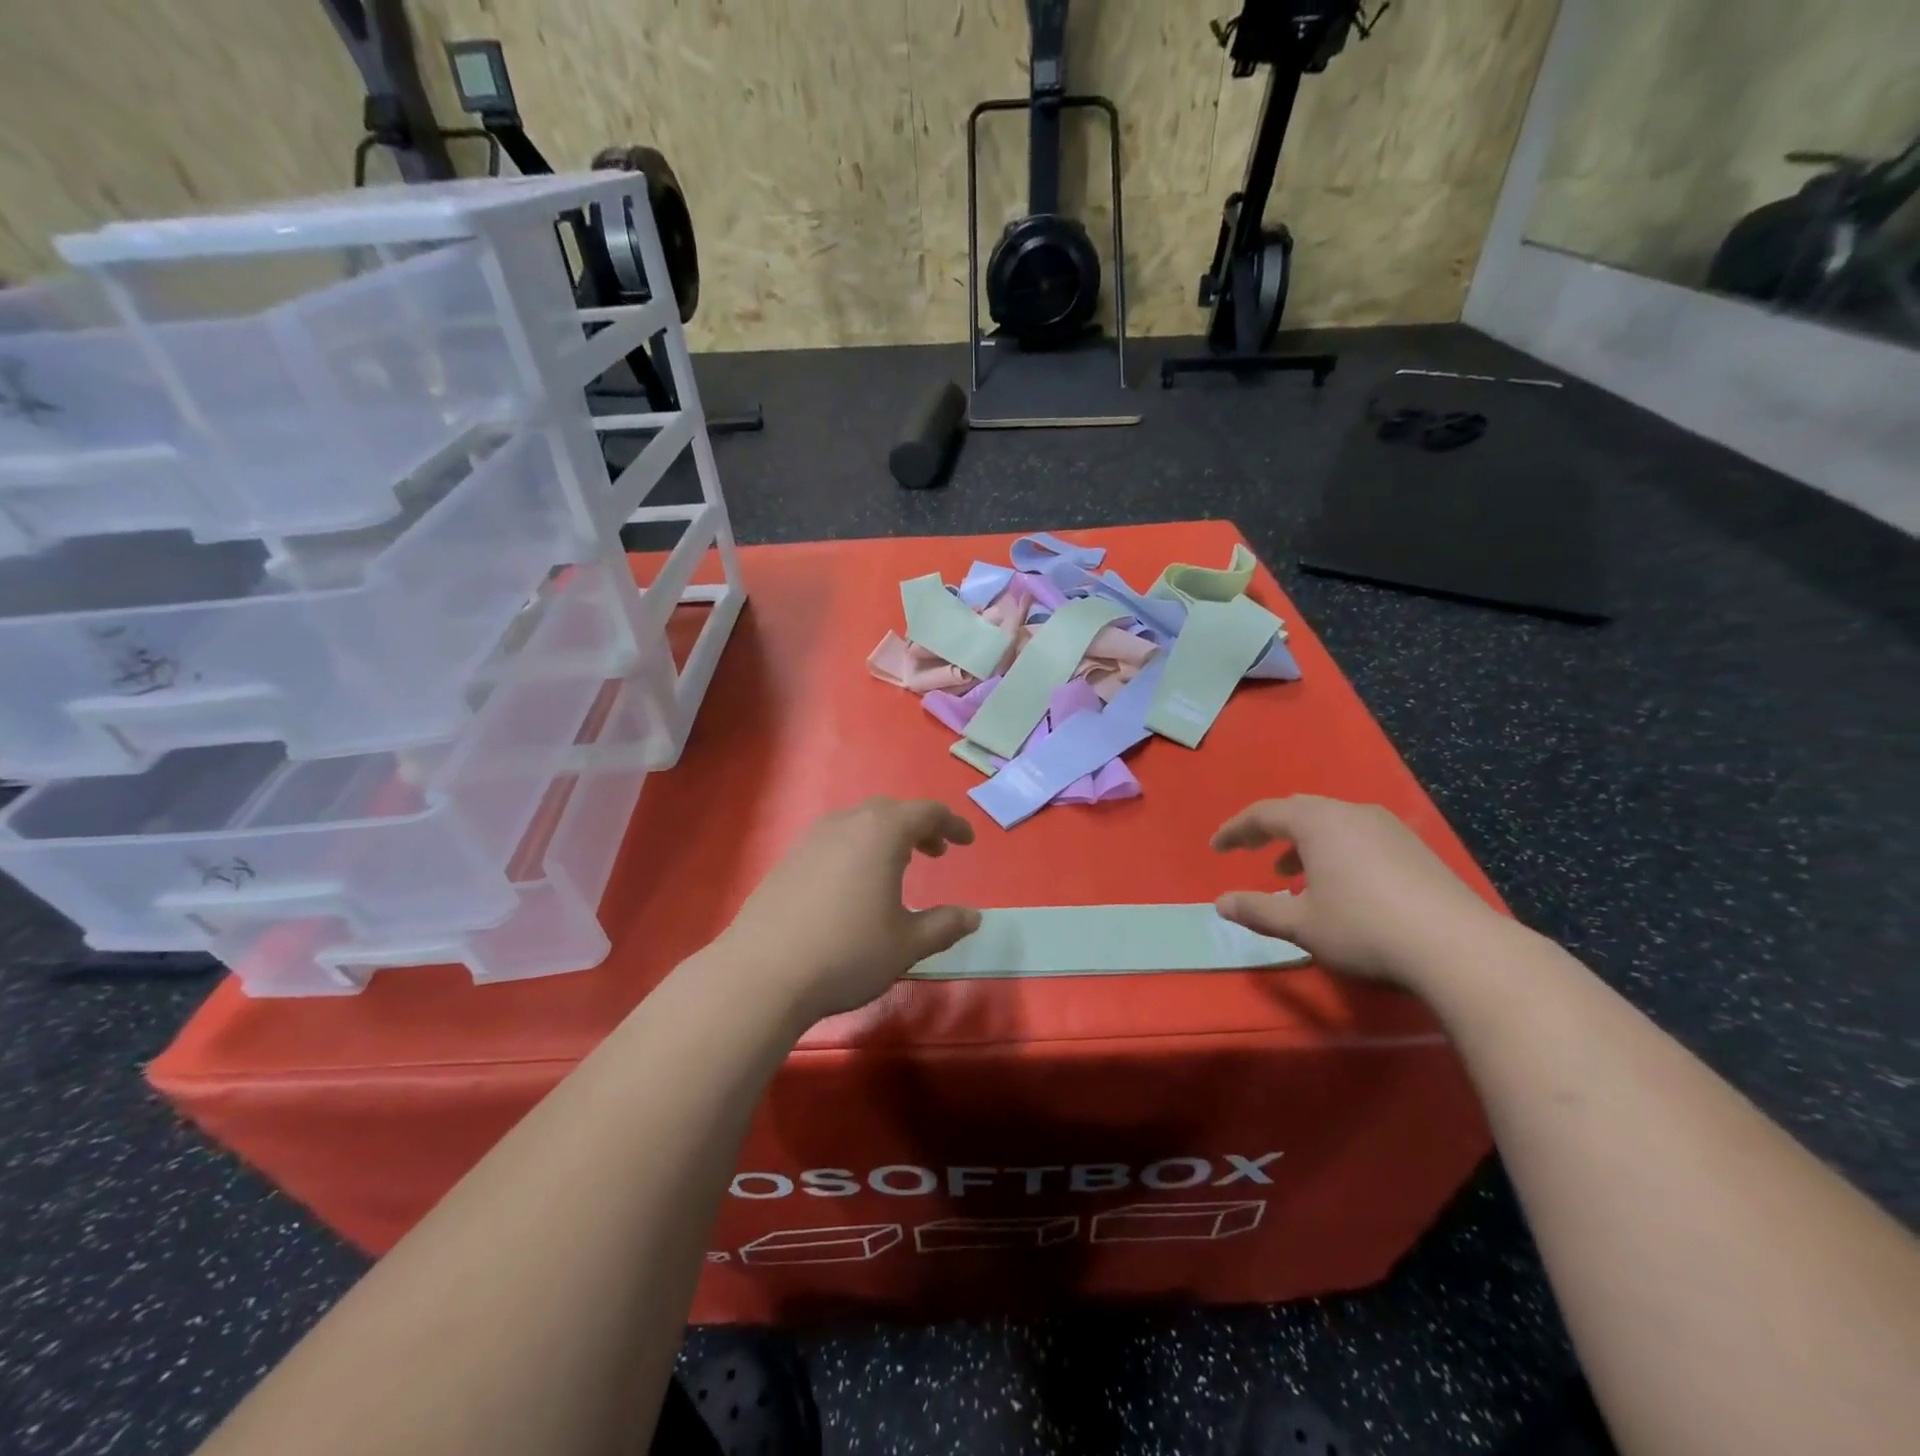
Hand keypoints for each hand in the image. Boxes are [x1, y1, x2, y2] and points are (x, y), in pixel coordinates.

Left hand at [721, 797, 981, 1020]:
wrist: (762, 974)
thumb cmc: (848, 953)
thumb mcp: (907, 944)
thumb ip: (944, 926)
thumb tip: (973, 917)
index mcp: (881, 832)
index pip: (927, 812)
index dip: (952, 824)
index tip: (967, 842)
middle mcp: (846, 824)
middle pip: (891, 811)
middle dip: (919, 827)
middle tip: (936, 852)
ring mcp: (812, 839)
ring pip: (859, 822)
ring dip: (886, 836)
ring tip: (898, 865)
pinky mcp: (788, 859)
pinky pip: (834, 839)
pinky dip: (857, 847)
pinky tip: (854, 883)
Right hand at [1211, 795, 1504, 989]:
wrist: (1459, 948)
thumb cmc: (1364, 929)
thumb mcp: (1300, 924)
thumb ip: (1256, 909)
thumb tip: (1220, 902)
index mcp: (1317, 822)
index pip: (1263, 814)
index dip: (1235, 830)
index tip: (1216, 847)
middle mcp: (1352, 813)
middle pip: (1299, 810)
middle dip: (1270, 831)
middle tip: (1251, 852)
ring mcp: (1389, 828)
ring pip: (1332, 823)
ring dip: (1304, 843)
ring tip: (1292, 875)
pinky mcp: (1415, 848)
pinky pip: (1359, 836)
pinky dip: (1335, 851)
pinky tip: (1340, 886)